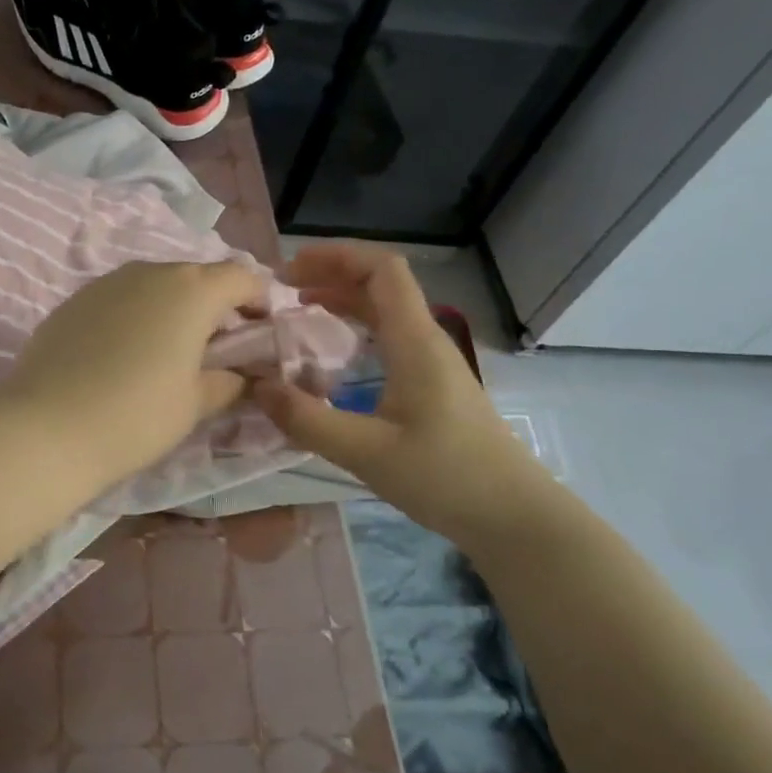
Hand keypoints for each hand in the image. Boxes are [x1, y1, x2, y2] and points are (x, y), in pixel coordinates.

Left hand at [0, 260, 266, 489]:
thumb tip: (238, 374)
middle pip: (197, 276)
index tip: (258, 333)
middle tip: (215, 349)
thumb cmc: (136, 416)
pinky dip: (134, 315)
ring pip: (155, 284)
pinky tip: (123, 354)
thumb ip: (227, 381)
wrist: (46, 428)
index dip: (259, 301)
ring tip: (167, 352)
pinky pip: (120, 298)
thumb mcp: (195, 404)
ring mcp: (106, 282)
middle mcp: (150, 271)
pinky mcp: (74, 300)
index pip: (242, 276)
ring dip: (172, 308)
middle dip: (215, 305)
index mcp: (192, 290)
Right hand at [251, 243, 545, 545]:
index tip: (289, 270)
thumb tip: (257, 388)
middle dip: (331, 273)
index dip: (336, 256)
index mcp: (414, 342)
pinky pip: (389, 336)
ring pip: (385, 310)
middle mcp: (425, 340)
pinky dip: (355, 327)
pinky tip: (331, 351)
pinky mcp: (432, 385)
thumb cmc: (446, 477)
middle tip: (283, 288)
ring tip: (299, 308)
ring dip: (342, 298)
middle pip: (381, 283)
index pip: (382, 269)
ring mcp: (431, 362)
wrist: (514, 516)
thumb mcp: (366, 452)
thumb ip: (308, 420)